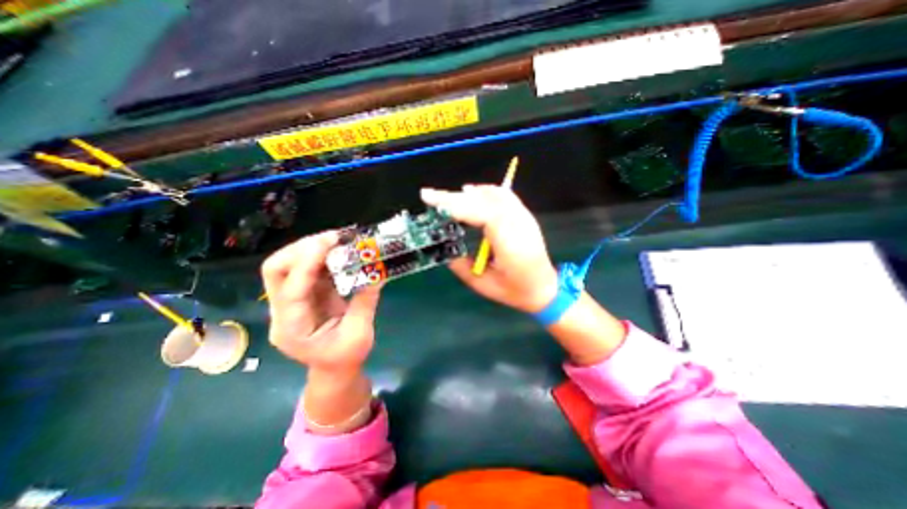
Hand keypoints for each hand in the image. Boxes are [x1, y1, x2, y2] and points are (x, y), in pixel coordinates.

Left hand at [258, 231, 381, 373]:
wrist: (334, 370)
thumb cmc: (345, 357)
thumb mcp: (359, 334)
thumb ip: (365, 302)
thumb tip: (377, 272)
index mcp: (292, 328)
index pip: (291, 289)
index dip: (308, 262)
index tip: (331, 242)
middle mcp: (282, 311)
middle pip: (275, 270)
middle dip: (302, 249)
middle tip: (333, 239)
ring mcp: (290, 301)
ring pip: (288, 265)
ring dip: (312, 248)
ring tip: (338, 240)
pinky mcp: (304, 294)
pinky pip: (307, 268)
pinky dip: (321, 255)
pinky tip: (339, 251)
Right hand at [420, 186, 561, 312]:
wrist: (545, 287)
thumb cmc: (515, 290)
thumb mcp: (483, 285)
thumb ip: (461, 266)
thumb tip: (445, 249)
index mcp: (510, 243)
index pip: (481, 213)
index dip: (455, 204)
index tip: (431, 200)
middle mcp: (518, 223)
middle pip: (484, 200)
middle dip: (454, 197)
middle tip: (430, 196)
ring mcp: (523, 216)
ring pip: (493, 194)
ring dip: (467, 194)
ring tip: (445, 198)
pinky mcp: (524, 215)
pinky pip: (503, 195)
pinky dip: (484, 191)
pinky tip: (471, 193)